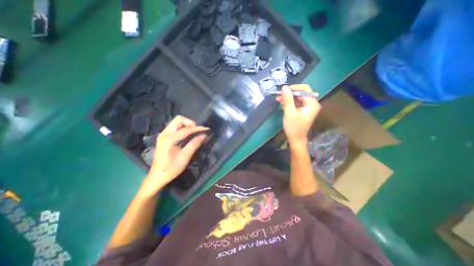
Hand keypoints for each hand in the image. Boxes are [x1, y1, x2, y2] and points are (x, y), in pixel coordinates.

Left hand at [141, 115, 207, 194]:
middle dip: (190, 123)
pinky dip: (183, 129)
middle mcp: (164, 133)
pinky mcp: (164, 137)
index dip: (198, 128)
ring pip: (177, 122)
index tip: (207, 129)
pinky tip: (188, 136)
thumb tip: (204, 135)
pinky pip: (175, 128)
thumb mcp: (185, 156)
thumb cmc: (171, 168)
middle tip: (197, 132)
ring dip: (187, 125)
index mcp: (169, 139)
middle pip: (179, 120)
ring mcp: (163, 135)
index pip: (186, 129)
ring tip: (194, 134)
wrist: (157, 176)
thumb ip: (195, 144)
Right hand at [276, 85, 320, 146]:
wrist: (296, 140)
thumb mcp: (289, 112)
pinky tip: (283, 105)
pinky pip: (297, 103)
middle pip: (301, 93)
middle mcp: (312, 104)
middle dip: (290, 94)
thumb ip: (288, 99)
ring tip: (279, 100)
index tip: (284, 90)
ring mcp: (308, 108)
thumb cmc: (294, 127)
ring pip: (298, 98)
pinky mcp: (304, 111)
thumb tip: (284, 87)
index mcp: (312, 104)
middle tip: (279, 96)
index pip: (305, 89)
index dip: (294, 88)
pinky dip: (290, 103)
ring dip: (288, 98)